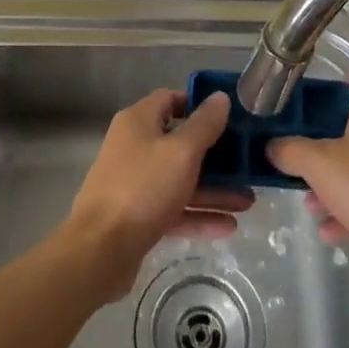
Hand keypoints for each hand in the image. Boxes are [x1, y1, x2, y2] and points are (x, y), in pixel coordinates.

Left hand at [65, 90, 249, 301]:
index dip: (199, 106)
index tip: (229, 118)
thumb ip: (204, 125)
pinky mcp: (138, 216)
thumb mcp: (181, 152)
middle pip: (180, 143)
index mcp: (139, 122)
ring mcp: (135, 183)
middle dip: (215, 156)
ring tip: (248, 201)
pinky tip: (229, 226)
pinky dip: (198, 214)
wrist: (99, 250)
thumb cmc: (142, 188)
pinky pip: (174, 208)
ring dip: (213, 190)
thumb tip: (220, 97)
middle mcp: (135, 146)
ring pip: (180, 179)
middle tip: (247, 163)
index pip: (171, 100)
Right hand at [267, 76, 348, 297]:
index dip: (333, 90)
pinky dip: (347, 210)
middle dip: (322, 144)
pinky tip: (327, 230)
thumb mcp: (317, 164)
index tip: (307, 108)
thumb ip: (289, 150)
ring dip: (331, 181)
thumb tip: (272, 146)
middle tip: (298, 155)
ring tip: (308, 201)